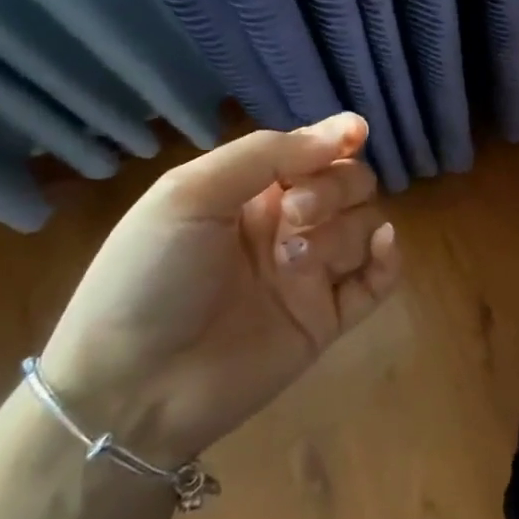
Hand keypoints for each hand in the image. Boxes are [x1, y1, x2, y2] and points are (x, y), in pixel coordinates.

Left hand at [38, 113, 398, 464]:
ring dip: (343, 231)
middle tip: (297, 215)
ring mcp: (310, 274)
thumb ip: (268, 156)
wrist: (129, 389)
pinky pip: (379, 279)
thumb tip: (350, 129)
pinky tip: (381, 247)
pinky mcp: (327, 318)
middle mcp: (285, 228)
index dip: (337, 139)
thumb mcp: (189, 196)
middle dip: (335, 188)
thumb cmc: (147, 278)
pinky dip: (389, 258)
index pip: (311, 153)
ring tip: (298, 260)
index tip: (356, 133)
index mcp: (249, 194)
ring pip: (364, 226)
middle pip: (348, 185)